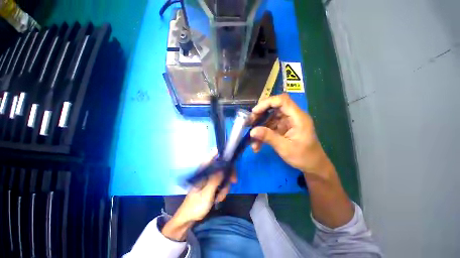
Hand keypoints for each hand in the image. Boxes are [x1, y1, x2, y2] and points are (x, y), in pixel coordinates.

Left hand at [162, 153, 235, 240]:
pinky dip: (222, 191)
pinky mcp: (211, 186)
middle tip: (234, 181)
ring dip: (225, 187)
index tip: (228, 154)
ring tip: (220, 198)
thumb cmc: (195, 206)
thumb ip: (214, 180)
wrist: (188, 219)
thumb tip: (223, 168)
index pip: (209, 158)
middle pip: (220, 167)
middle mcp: (206, 174)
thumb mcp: (206, 194)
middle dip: (228, 175)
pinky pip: (221, 184)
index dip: (218, 153)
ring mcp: (209, 180)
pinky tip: (218, 199)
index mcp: (202, 172)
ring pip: (223, 177)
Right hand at [250, 94, 333, 180]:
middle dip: (259, 115)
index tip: (254, 112)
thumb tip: (252, 131)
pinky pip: (269, 127)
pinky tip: (257, 145)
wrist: (312, 165)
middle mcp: (292, 116)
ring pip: (269, 118)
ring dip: (259, 128)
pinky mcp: (282, 128)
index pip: (282, 100)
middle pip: (273, 108)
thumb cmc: (304, 157)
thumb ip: (269, 137)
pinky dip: (262, 134)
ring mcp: (287, 122)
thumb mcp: (285, 148)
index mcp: (297, 117)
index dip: (267, 103)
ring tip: (252, 140)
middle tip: (249, 124)